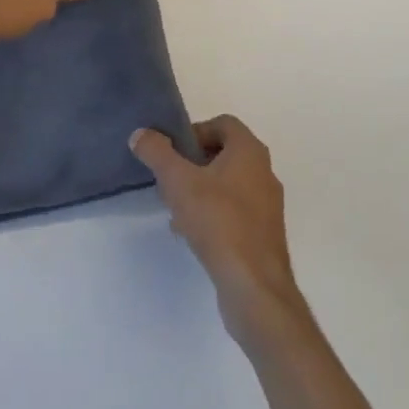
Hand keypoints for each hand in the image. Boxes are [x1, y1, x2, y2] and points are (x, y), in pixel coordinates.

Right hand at [131, 116, 309, 346]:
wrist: (253, 285)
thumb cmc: (218, 221)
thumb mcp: (178, 181)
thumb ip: (156, 153)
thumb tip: (141, 134)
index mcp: (250, 151)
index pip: (223, 124)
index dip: (195, 131)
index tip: (173, 152)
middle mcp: (264, 172)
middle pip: (224, 154)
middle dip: (193, 163)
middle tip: (169, 179)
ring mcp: (267, 205)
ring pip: (227, 185)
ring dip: (200, 190)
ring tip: (174, 208)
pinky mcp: (263, 234)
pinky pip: (233, 211)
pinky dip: (211, 214)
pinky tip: (189, 233)